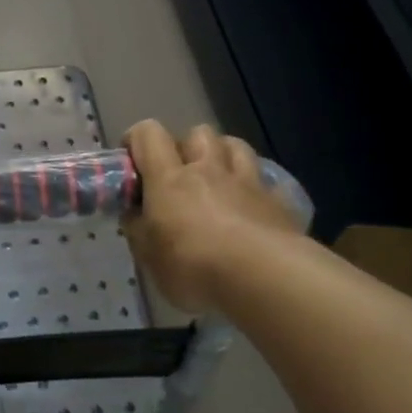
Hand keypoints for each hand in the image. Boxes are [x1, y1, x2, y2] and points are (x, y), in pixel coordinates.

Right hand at [122, 120, 305, 312]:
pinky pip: (266, 182)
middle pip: (198, 133)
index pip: (149, 133)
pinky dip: (255, 189)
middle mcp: (208, 170)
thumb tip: (134, 213)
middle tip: (180, 175)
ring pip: (236, 146)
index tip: (133, 161)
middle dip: (186, 147)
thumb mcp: (148, 256)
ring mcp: (247, 183)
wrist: (266, 278)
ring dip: (223, 156)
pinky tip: (252, 210)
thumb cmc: (194, 266)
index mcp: (169, 178)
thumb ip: (137, 227)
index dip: (137, 140)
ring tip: (218, 182)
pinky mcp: (278, 202)